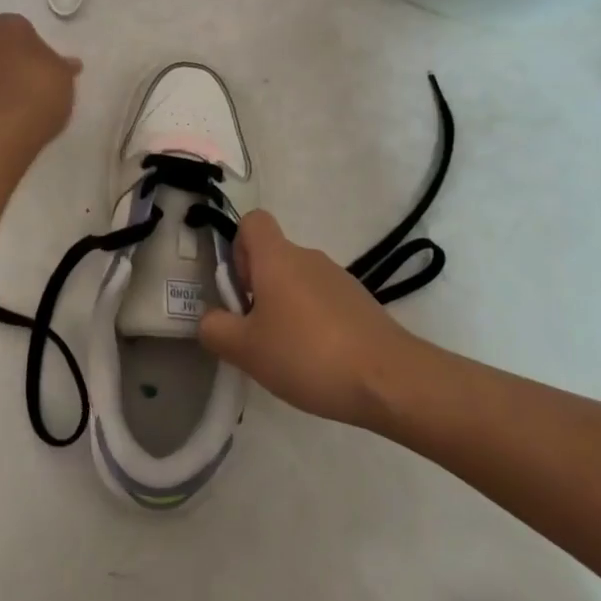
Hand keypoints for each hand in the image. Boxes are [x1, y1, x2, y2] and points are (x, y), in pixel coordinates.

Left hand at [0, 13, 81, 151]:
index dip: (38, 47)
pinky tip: (11, 111)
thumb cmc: (37, 92)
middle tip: (38, 80)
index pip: (25, 28)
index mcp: (7, 25)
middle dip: (17, 58)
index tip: (49, 66)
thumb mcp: (63, 77)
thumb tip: (70, 63)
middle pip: (4, 45)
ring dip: (4, 77)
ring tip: (25, 100)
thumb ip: (64, 66)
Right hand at [198, 211, 414, 427]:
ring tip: (289, 356)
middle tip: (257, 334)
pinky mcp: (361, 304)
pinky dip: (314, 323)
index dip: (238, 247)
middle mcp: (308, 257)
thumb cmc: (308, 354)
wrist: (390, 379)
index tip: (240, 289)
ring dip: (286, 308)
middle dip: (259, 289)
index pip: (253, 221)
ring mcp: (340, 279)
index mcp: (277, 257)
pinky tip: (319, 363)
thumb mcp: (246, 350)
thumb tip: (210, 319)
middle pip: (273, 257)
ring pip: (298, 282)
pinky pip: (324, 302)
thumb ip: (216, 329)